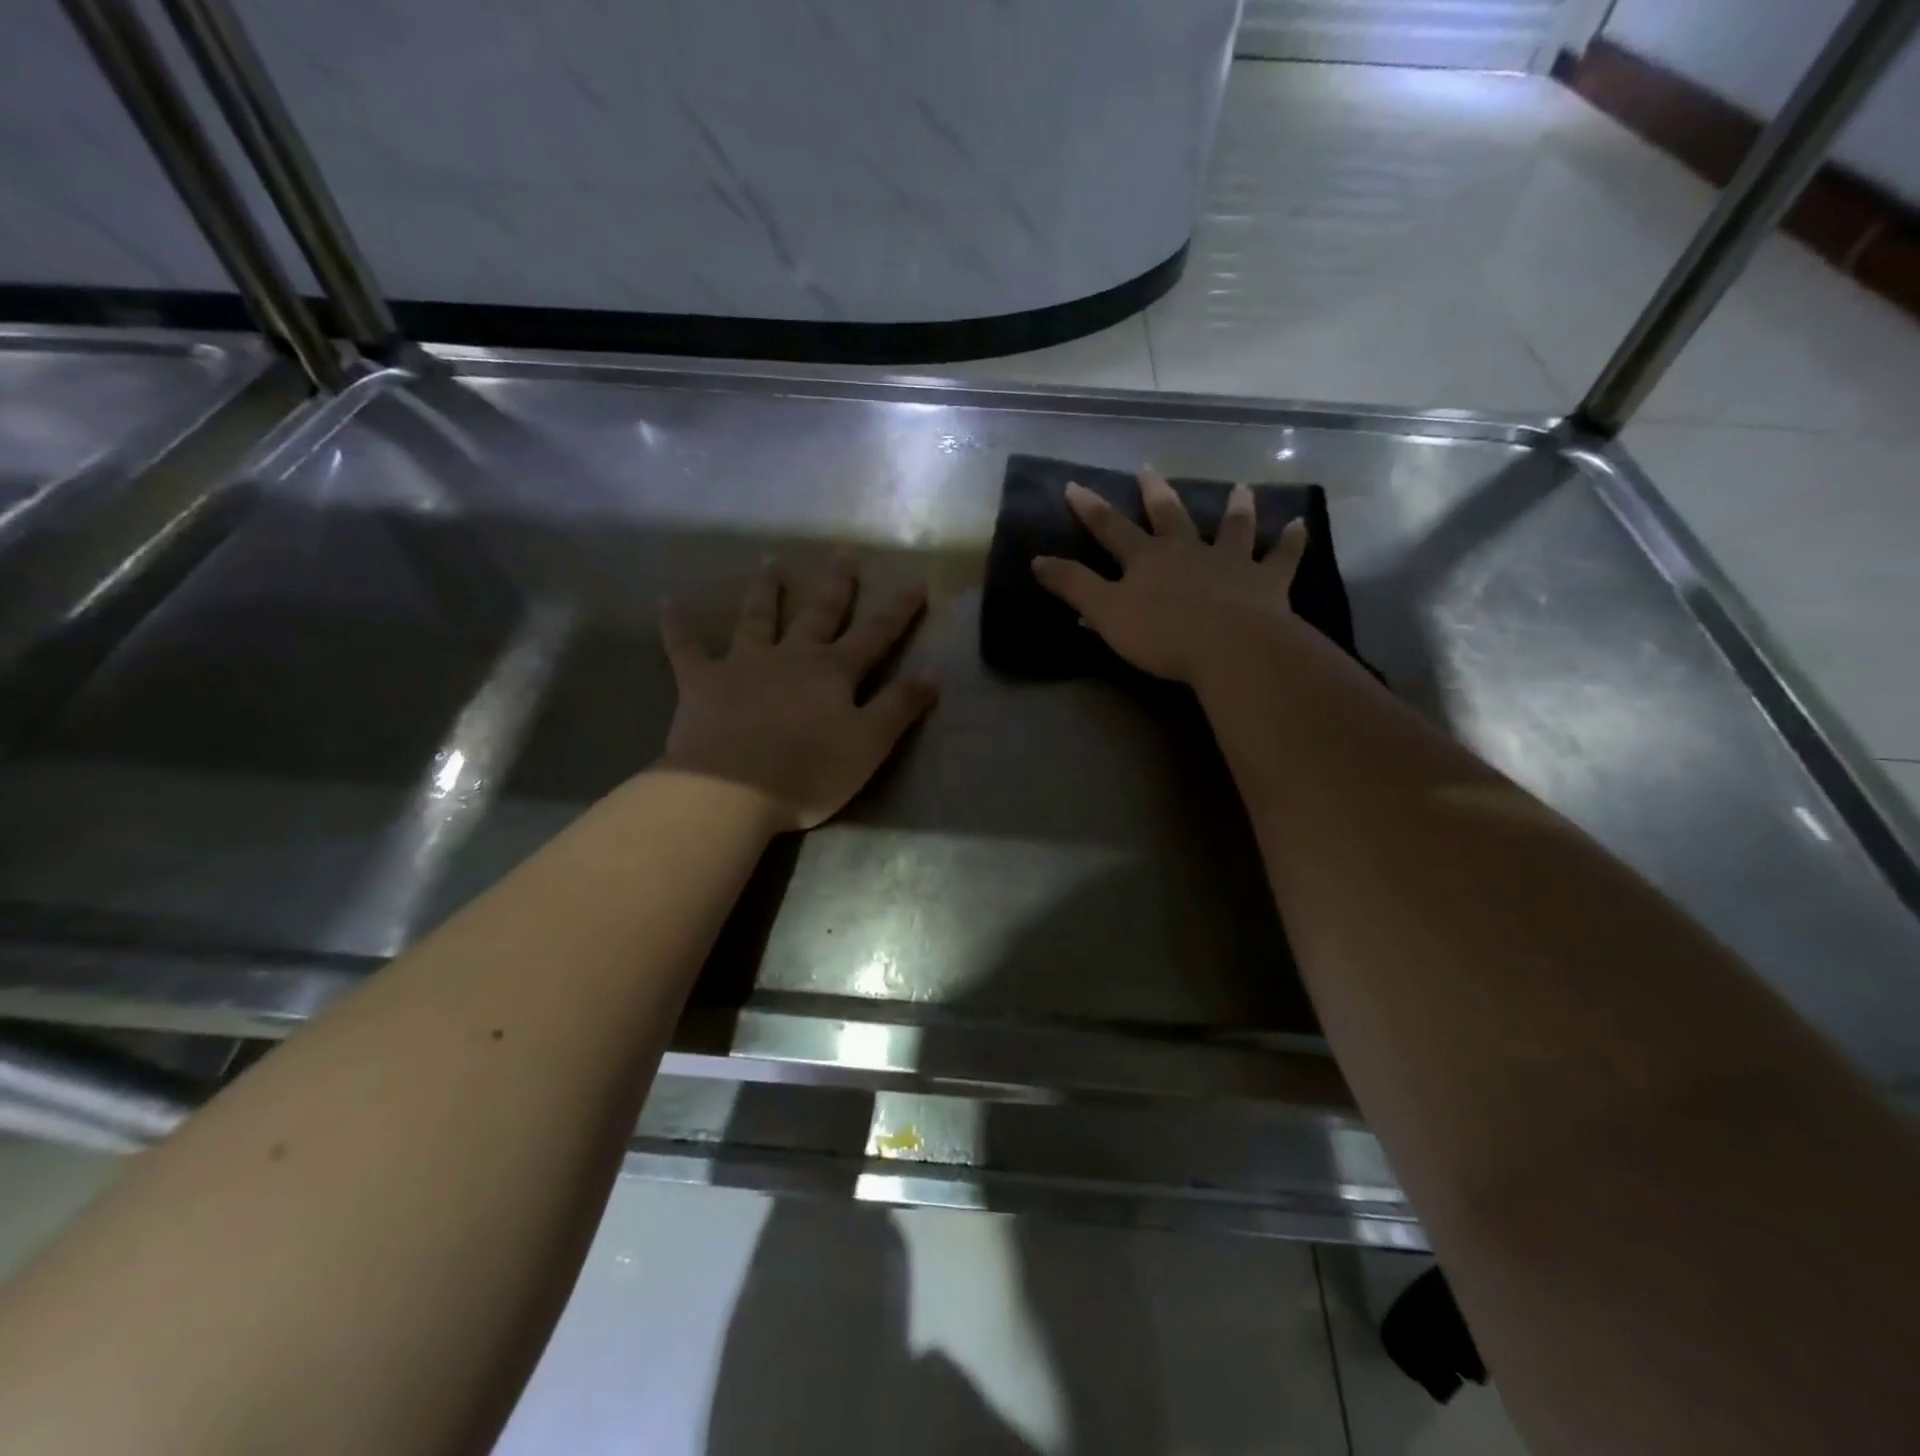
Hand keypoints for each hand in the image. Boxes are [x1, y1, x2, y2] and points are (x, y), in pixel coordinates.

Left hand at [657, 557, 937, 830]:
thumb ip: (900, 706)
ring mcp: (743, 664)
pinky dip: (677, 626)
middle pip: (818, 612)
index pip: (875, 635)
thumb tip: (933, 673)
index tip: (916, 583)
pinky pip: (685, 648)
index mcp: (833, 672)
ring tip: (771, 562)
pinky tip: (666, 603)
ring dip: (766, 590)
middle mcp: (791, 656)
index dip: (898, 611)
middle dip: (836, 584)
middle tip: (843, 552)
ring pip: (758, 617)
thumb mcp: (869, 744)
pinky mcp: (701, 682)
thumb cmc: (808, 772)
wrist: (730, 790)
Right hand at [1031, 470, 1306, 683]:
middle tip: (1148, 468)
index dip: (1089, 508)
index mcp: (1146, 559)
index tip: (1074, 485)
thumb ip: (1073, 586)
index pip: (1110, 528)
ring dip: (1234, 508)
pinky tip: (1300, 523)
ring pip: (1231, 528)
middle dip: (1155, 493)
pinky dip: (1291, 541)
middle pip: (1168, 516)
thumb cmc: (1161, 633)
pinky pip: (1281, 557)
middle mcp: (1187, 551)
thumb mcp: (1106, 612)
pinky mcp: (1266, 582)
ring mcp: (1230, 563)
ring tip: (1239, 488)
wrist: (1229, 647)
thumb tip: (1037, 560)